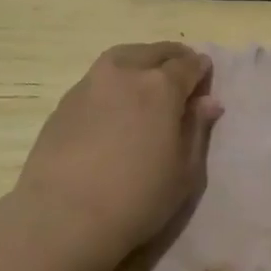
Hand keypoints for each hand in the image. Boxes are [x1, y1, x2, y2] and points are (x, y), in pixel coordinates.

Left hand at [14, 43, 222, 254]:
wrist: (62, 218)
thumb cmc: (136, 199)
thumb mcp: (184, 172)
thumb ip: (197, 130)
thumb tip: (208, 102)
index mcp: (160, 86)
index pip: (188, 64)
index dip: (200, 70)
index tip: (205, 81)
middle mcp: (125, 73)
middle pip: (155, 52)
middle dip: (173, 60)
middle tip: (180, 79)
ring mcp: (90, 83)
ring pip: (123, 58)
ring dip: (141, 62)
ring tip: (146, 85)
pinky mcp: (65, 101)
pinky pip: (99, 79)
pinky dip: (115, 82)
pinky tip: (115, 107)